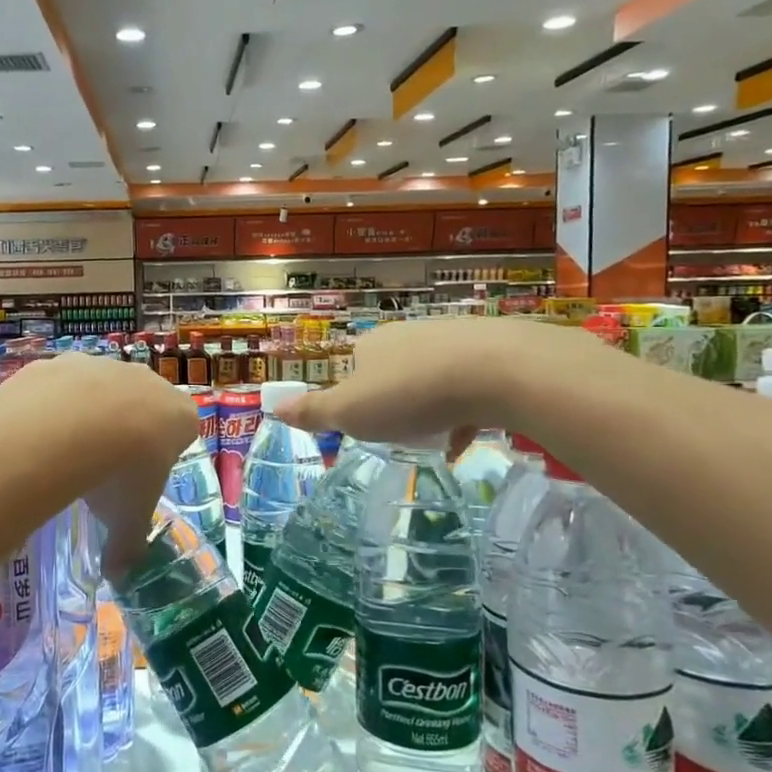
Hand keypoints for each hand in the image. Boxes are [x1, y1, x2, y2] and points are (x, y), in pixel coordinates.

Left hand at [0, 354, 198, 577]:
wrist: (69, 426)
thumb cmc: (119, 474)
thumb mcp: (128, 519)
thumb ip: (127, 547)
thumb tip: (119, 576)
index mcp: (179, 416)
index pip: (184, 428)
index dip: (164, 451)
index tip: (143, 474)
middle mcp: (149, 382)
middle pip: (144, 404)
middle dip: (128, 428)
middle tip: (104, 465)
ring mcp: (106, 366)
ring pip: (102, 389)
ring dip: (90, 413)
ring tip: (65, 451)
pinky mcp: (65, 361)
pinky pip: (62, 384)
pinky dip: (54, 404)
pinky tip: (38, 432)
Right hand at [276, 315, 618, 445]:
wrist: (497, 371)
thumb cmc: (409, 393)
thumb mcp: (350, 412)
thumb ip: (314, 412)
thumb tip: (273, 406)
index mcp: (372, 344)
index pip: (354, 365)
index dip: (355, 395)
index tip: (366, 423)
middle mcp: (409, 334)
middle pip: (394, 370)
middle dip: (395, 401)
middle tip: (401, 433)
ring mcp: (453, 339)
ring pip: (433, 377)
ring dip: (431, 406)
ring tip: (437, 437)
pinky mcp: (492, 351)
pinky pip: (470, 386)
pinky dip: (465, 410)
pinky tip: (469, 436)